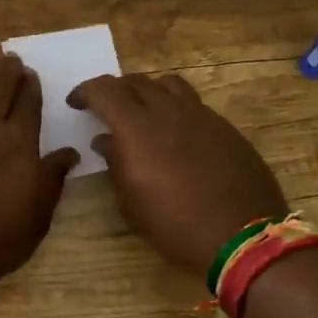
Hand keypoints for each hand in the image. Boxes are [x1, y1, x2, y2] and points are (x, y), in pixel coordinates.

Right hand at [68, 73, 287, 273]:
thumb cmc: (175, 224)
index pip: (104, 89)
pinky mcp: (224, 127)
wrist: (242, 236)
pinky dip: (175, 109)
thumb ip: (115, 164)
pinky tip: (175, 135)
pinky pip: (193, 104)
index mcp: (137, 127)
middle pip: (135, 81)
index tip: (76, 103)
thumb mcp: (131, 203)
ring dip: (148, 92)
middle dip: (115, 91)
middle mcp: (168, 110)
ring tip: (143, 113)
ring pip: (168, 85)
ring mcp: (201, 115)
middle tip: (106, 110)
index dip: (85, 91)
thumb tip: (105, 141)